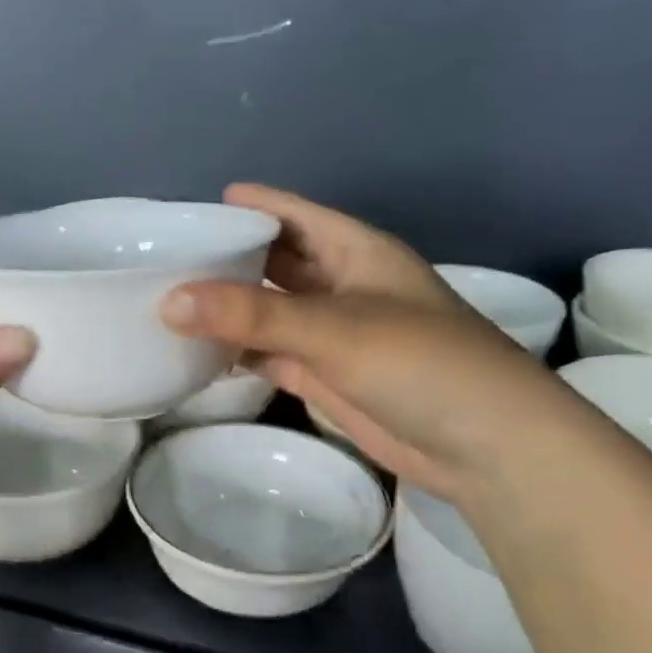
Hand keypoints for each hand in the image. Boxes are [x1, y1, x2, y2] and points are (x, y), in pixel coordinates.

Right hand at [163, 186, 573, 500]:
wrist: (485, 447)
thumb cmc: (421, 363)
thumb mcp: (334, 328)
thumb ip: (252, 314)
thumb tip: (168, 300)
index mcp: (355, 251)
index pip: (292, 215)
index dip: (249, 206)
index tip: (191, 210)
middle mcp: (341, 285)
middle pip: (276, 261)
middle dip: (228, 258)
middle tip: (166, 258)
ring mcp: (332, 334)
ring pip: (269, 310)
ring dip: (228, 308)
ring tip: (167, 302)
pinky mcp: (325, 376)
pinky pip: (270, 353)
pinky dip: (237, 352)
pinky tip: (197, 351)